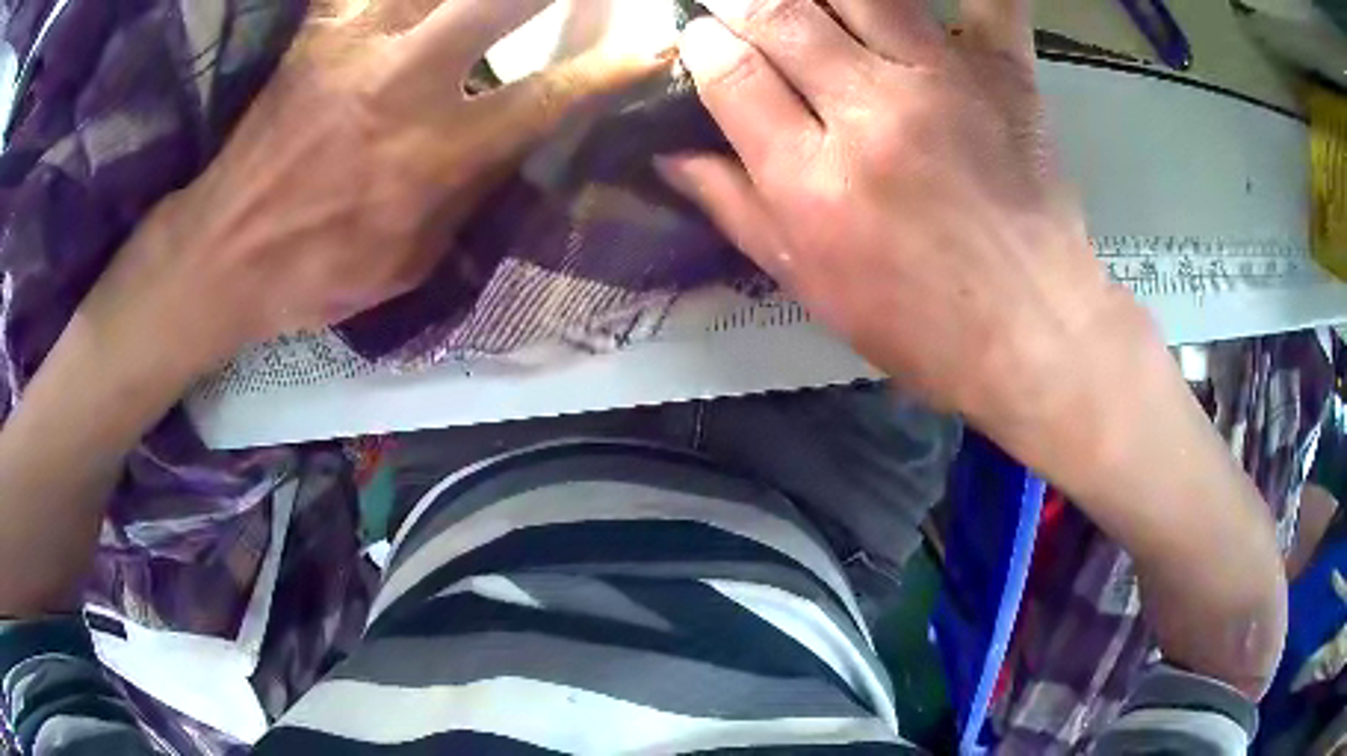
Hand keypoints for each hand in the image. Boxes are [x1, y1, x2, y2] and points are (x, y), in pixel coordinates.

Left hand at [84, 0, 667, 377]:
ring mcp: (356, 45)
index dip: (611, 69)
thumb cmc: (316, 271)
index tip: (656, 46)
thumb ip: (470, 192)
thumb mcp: (411, 260)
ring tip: (486, 6)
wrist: (222, 253)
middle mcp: (403, 85)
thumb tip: (516, 140)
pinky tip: (417, 4)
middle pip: (502, 0)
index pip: (547, 98)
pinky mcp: (319, 32)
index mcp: (432, 157)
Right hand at [659, 0, 1139, 433]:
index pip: (730, 72)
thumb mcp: (808, 283)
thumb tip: (669, 154)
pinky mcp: (1005, 75)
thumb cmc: (917, 325)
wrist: (1032, 332)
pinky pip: (985, 3)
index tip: (702, 39)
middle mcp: (871, 112)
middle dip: (747, 4)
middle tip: (749, 15)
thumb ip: (734, 207)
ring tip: (815, 7)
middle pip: (783, 14)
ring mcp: (944, 82)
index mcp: (813, 177)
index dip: (703, 44)